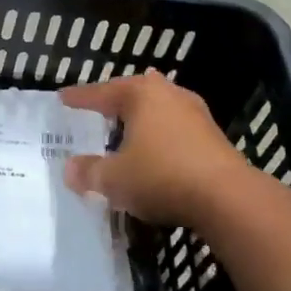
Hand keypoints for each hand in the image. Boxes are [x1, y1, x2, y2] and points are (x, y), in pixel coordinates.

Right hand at [61, 71, 260, 229]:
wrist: (228, 198)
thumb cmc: (162, 176)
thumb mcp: (115, 179)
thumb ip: (90, 172)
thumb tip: (70, 169)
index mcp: (141, 94)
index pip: (102, 92)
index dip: (80, 98)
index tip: (63, 98)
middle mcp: (168, 94)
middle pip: (134, 92)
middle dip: (115, 101)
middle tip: (96, 109)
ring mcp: (195, 113)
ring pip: (158, 109)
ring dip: (141, 119)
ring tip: (125, 127)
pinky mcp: (213, 136)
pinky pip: (175, 128)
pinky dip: (159, 135)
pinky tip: (155, 149)